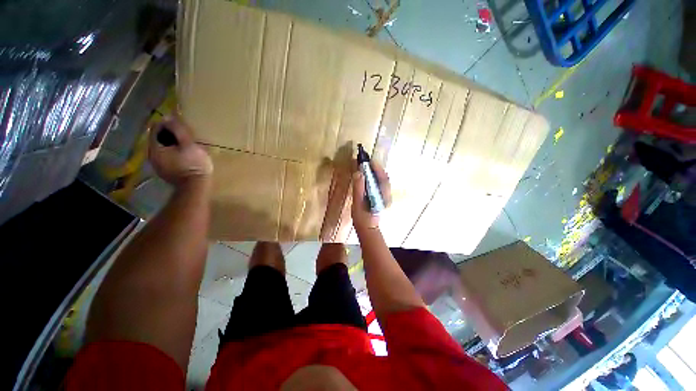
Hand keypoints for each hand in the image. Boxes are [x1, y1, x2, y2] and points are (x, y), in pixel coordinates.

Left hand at [148, 115, 212, 187]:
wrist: (195, 187)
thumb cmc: (193, 164)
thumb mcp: (188, 144)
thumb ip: (178, 130)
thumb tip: (169, 117)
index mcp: (155, 147)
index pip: (156, 128)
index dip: (167, 123)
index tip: (180, 124)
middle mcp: (152, 156)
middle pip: (158, 139)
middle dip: (169, 134)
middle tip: (185, 135)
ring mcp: (158, 166)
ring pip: (162, 149)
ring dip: (172, 145)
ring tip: (186, 145)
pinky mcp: (166, 173)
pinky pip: (167, 158)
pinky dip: (174, 154)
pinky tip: (184, 156)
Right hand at [351, 161, 391, 230]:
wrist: (367, 228)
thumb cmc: (362, 217)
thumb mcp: (358, 203)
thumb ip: (359, 188)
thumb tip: (359, 173)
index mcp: (383, 196)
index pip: (382, 178)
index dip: (376, 168)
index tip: (369, 161)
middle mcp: (387, 195)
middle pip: (384, 178)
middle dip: (376, 169)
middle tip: (366, 163)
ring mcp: (386, 197)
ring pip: (382, 181)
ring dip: (375, 173)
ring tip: (366, 168)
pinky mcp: (382, 198)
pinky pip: (380, 185)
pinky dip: (375, 178)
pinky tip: (368, 178)